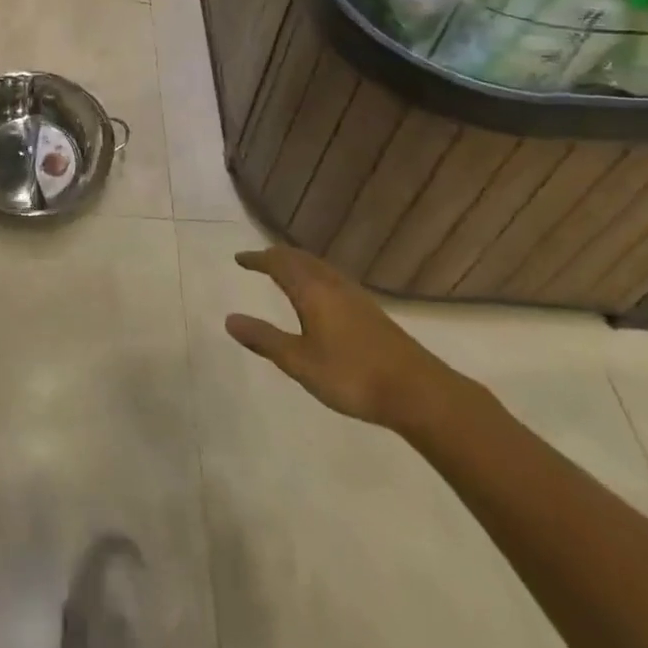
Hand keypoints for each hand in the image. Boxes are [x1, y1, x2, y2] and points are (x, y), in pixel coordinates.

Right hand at [225, 246, 453, 431]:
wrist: (417, 391)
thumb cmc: (352, 375)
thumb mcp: (300, 362)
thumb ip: (265, 339)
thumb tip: (229, 319)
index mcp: (312, 290)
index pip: (278, 263)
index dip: (257, 259)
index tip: (239, 259)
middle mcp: (332, 283)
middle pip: (299, 258)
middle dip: (276, 256)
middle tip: (259, 261)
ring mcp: (354, 295)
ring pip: (318, 266)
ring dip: (297, 263)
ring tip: (285, 272)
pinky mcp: (369, 309)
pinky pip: (331, 277)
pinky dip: (314, 275)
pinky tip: (320, 295)